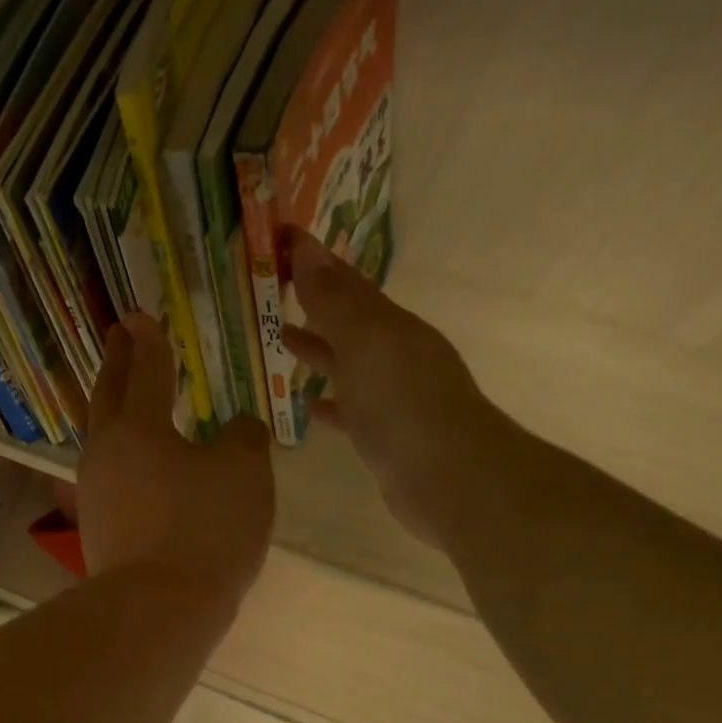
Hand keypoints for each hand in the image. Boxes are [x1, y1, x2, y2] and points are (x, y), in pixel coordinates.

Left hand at [78, 314, 273, 607]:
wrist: (159, 609)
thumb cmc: (204, 528)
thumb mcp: (244, 473)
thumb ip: (245, 438)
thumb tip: (239, 429)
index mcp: (137, 428)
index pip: (145, 371)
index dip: (147, 342)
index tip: (139, 316)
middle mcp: (105, 453)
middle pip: (107, 397)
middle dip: (116, 363)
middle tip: (119, 336)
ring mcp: (95, 494)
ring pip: (103, 439)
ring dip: (115, 412)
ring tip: (128, 400)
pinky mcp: (98, 530)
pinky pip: (111, 477)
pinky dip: (125, 458)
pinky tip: (142, 469)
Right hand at [280, 229, 495, 548]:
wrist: (449, 478)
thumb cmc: (401, 403)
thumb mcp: (365, 341)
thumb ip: (334, 300)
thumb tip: (308, 247)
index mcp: (391, 326)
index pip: (346, 283)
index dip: (313, 262)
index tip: (278, 244)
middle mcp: (396, 355)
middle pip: (348, 321)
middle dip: (314, 303)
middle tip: (271, 291)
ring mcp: (393, 397)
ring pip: (348, 363)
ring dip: (319, 349)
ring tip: (281, 340)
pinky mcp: (386, 436)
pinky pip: (350, 409)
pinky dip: (330, 401)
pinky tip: (308, 404)